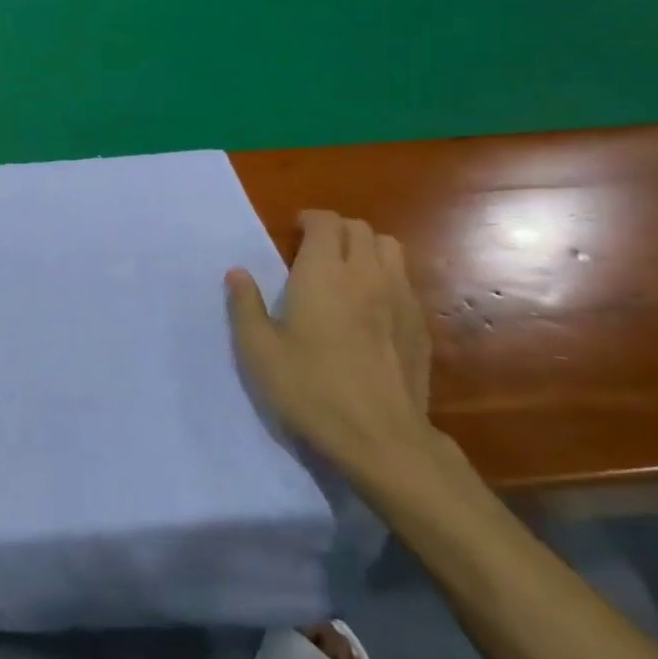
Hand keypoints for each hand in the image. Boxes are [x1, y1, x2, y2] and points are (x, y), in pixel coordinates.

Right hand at [226, 210, 434, 481]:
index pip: (326, 221)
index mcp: (323, 273)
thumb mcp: (259, 351)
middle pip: (360, 228)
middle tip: (315, 252)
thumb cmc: (311, 389)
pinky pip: (405, 282)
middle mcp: (366, 274)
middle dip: (336, 230)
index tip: (293, 234)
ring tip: (346, 272)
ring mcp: (400, 298)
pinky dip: (386, 279)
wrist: (381, 439)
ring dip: (366, 249)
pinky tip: (371, 309)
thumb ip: (245, 306)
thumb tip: (237, 273)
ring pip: (390, 249)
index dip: (309, 220)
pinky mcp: (420, 326)